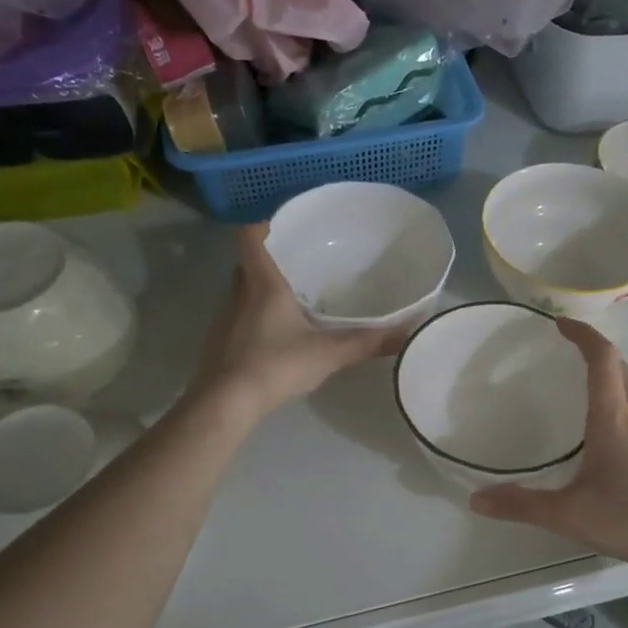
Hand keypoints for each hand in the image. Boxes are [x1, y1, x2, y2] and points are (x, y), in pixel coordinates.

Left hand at [191, 224, 404, 422]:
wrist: (225, 404)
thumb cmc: (274, 365)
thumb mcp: (328, 353)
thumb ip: (366, 342)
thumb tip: (407, 332)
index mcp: (262, 284)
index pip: (250, 236)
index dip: (263, 224)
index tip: (284, 225)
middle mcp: (238, 294)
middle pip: (248, 264)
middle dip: (270, 260)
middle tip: (299, 264)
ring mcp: (224, 319)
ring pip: (243, 292)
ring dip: (263, 291)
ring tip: (294, 299)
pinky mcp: (219, 343)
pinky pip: (239, 318)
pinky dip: (256, 319)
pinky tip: (277, 337)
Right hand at [469, 318, 627, 578]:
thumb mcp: (570, 515)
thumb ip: (522, 505)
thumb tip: (476, 498)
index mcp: (613, 420)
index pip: (602, 359)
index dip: (583, 334)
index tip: (560, 324)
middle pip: (620, 370)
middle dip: (595, 351)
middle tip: (566, 350)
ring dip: (608, 380)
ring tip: (580, 392)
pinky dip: (617, 411)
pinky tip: (605, 444)